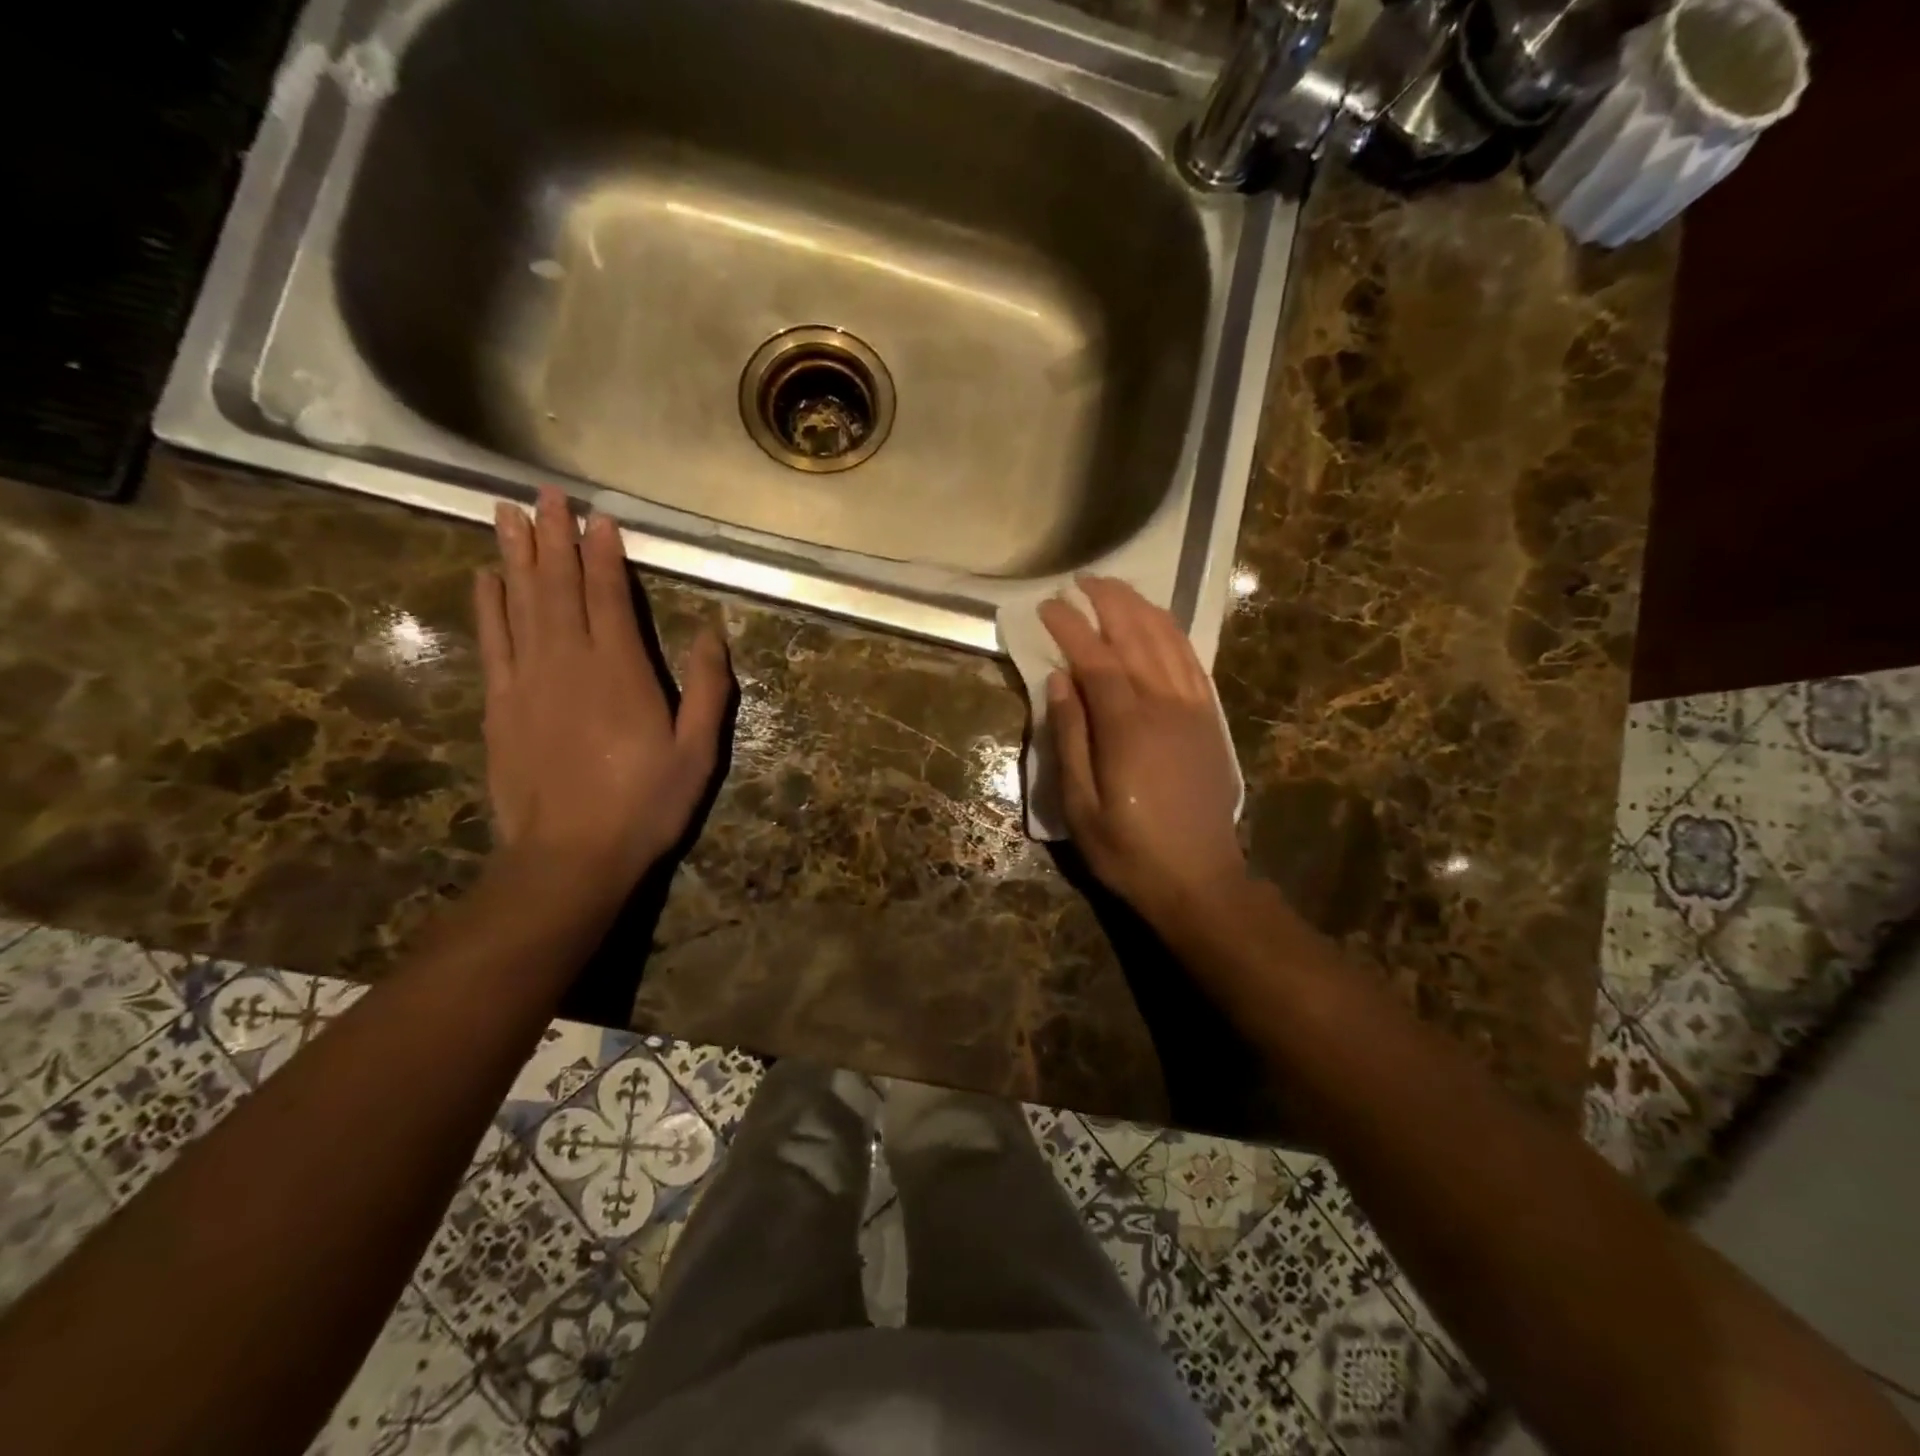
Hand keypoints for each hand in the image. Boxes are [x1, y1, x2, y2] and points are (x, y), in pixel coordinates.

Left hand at [474, 486, 730, 899]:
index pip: (609, 595)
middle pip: (559, 586)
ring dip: (515, 556)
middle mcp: (570, 661)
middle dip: (554, 537)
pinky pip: (493, 642)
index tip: (598, 518)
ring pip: (520, 603)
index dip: (603, 553)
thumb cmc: (646, 805)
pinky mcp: (500, 705)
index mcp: (622, 670)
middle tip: (545, 493)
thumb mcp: (698, 753)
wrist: (570, 856)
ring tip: (507, 513)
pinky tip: (485, 579)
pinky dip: (488, 606)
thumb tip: (710, 632)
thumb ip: (707, 689)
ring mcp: (528, 681)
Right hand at [1040, 577, 1245, 931]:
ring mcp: (1193, 710)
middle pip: (1136, 636)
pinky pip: (1193, 663)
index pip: (1096, 658)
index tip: (1047, 605)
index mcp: (1127, 727)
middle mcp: (1164, 706)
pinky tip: (1159, 623)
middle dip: (1107, 602)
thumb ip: (1070, 737)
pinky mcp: (1210, 721)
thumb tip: (1059, 680)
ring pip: (1168, 642)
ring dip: (1141, 608)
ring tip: (1116, 589)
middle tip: (1081, 581)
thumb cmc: (1129, 850)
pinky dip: (1173, 635)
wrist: (1200, 880)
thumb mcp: (1080, 805)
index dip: (1070, 626)